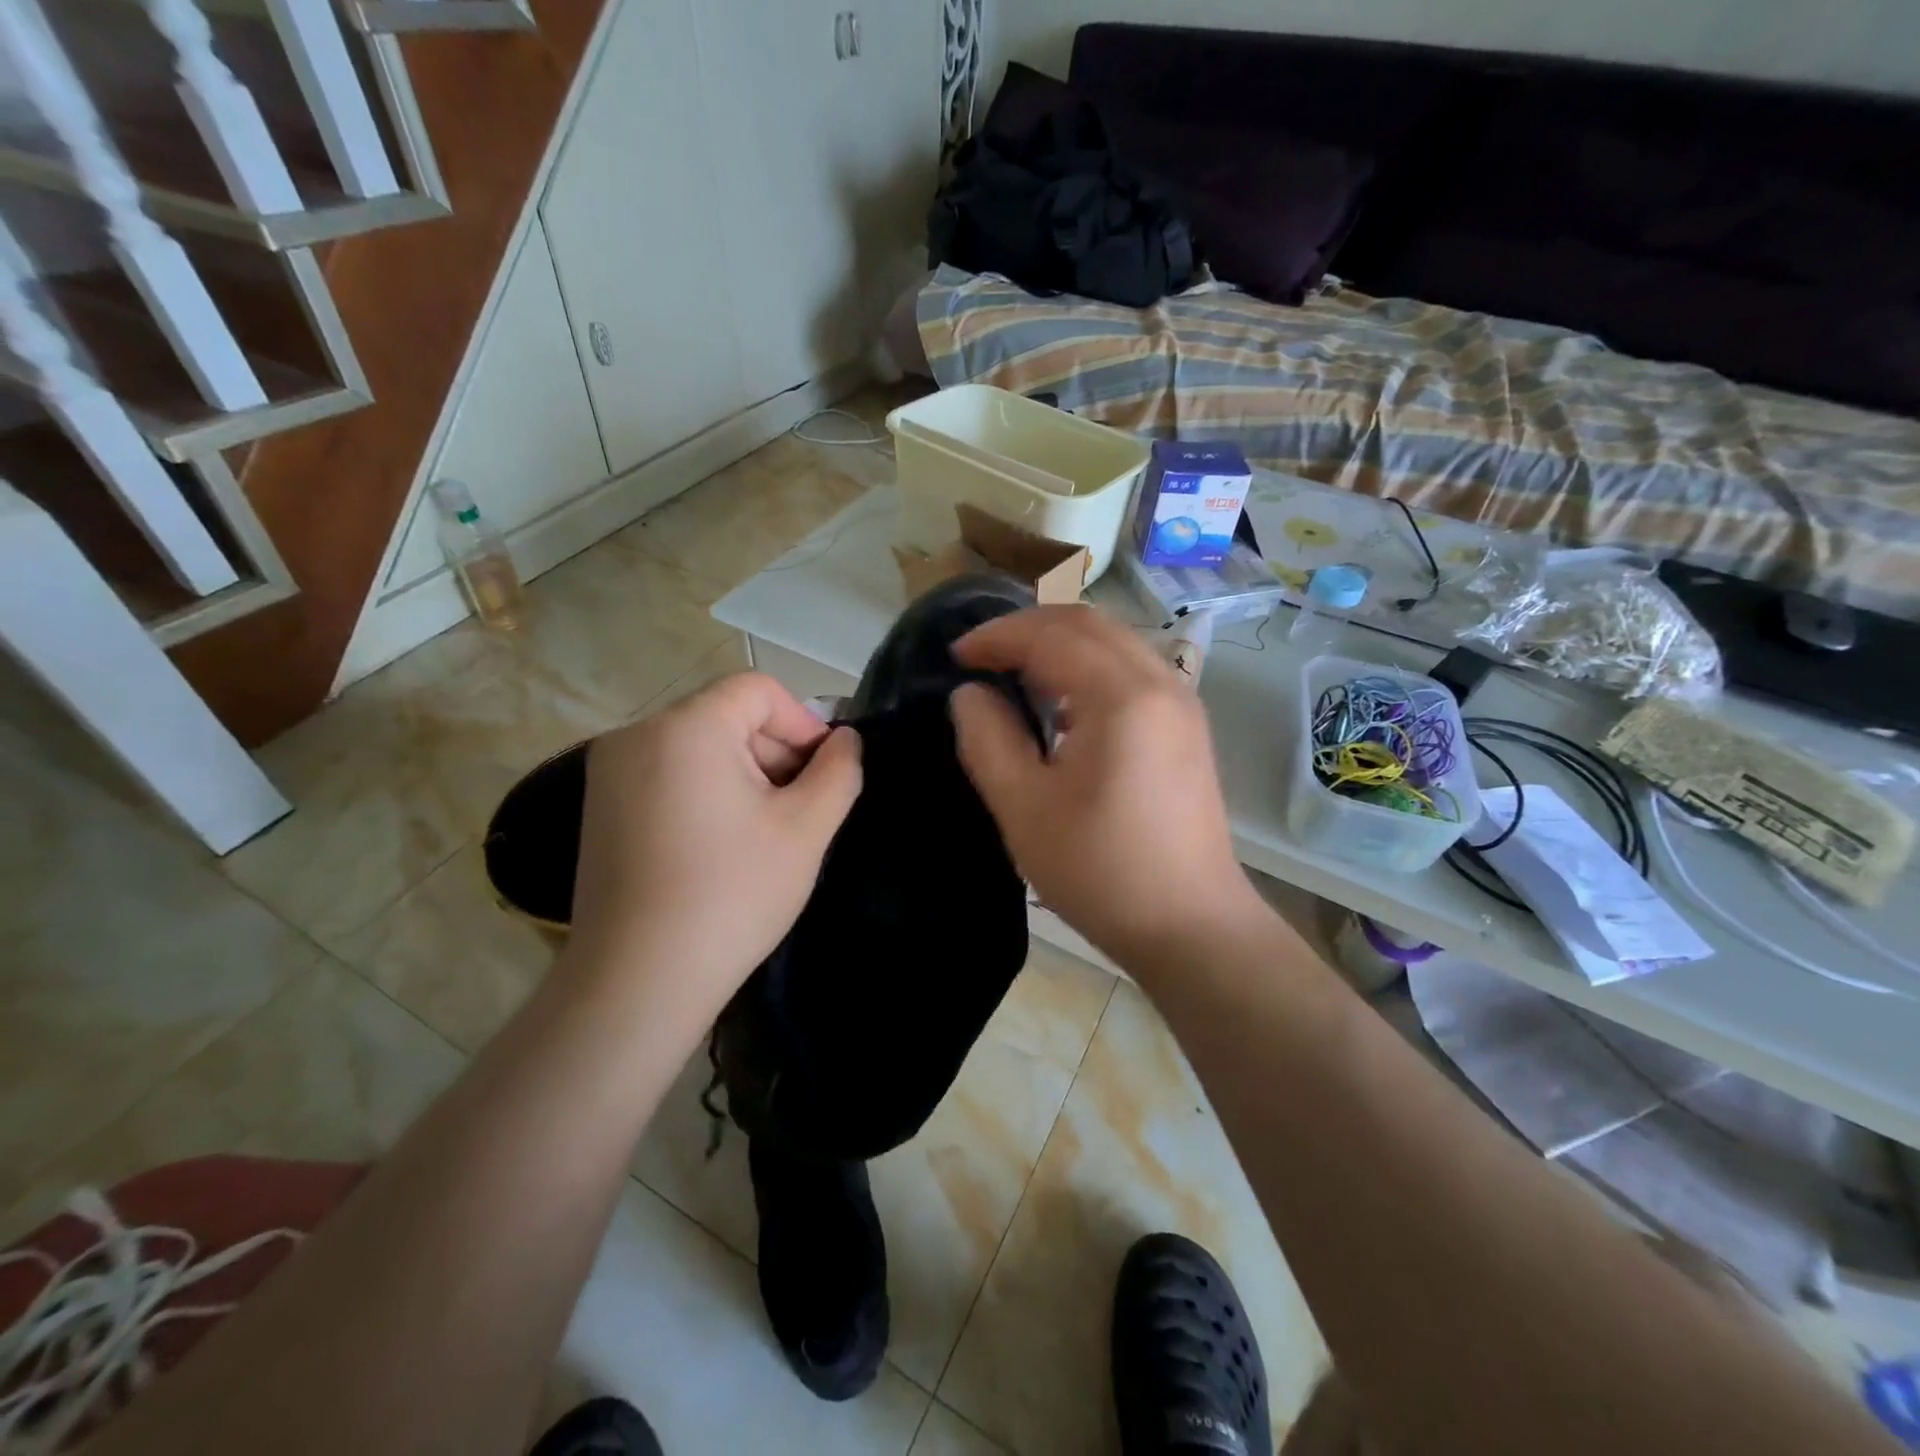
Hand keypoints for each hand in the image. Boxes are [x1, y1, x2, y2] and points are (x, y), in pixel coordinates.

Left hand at [570, 673, 861, 1017]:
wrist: (637, 981)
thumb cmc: (731, 895)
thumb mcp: (805, 829)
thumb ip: (839, 771)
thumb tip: (846, 740)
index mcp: (686, 727)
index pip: (758, 691)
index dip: (803, 723)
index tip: (825, 774)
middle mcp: (637, 735)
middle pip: (727, 716)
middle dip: (775, 753)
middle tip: (801, 810)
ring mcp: (610, 773)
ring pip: (699, 747)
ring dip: (745, 775)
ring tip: (765, 833)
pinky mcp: (601, 808)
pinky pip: (669, 775)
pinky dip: (707, 793)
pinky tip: (724, 846)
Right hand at [949, 606, 1263, 969]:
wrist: (1190, 926)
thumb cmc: (1101, 871)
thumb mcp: (1025, 809)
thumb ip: (988, 740)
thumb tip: (969, 694)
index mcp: (1122, 697)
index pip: (1051, 636)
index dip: (996, 637)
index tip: (955, 656)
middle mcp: (1161, 683)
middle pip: (1089, 624)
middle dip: (1028, 628)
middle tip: (981, 655)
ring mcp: (1182, 703)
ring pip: (1114, 643)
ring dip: (1060, 644)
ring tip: (1014, 672)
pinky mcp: (1186, 727)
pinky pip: (1132, 670)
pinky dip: (1088, 667)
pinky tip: (1061, 703)